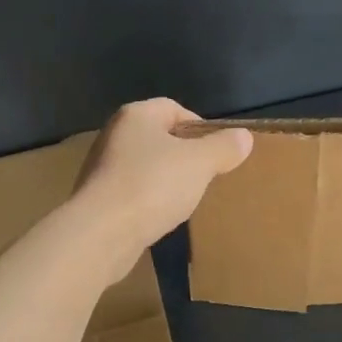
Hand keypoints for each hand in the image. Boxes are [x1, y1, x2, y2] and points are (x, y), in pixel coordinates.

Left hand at [73, 98, 253, 268]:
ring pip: (146, 165)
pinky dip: (149, 200)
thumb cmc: (152, 185)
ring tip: (186, 198)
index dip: (200, 126)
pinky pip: (132, 191)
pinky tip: (161, 216)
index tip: (217, 152)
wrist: (100, 233)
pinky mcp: (97, 198)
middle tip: (205, 175)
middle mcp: (114, 134)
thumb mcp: (200, 163)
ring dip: (166, 179)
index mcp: (136, 115)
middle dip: (185, 155)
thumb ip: (224, 147)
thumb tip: (243, 137)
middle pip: (160, 137)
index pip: (174, 108)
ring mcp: (102, 167)